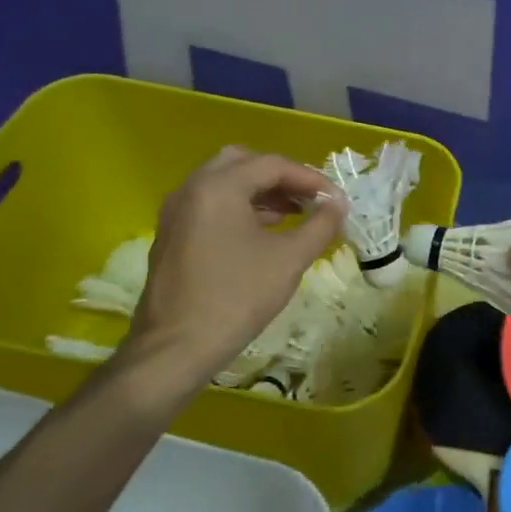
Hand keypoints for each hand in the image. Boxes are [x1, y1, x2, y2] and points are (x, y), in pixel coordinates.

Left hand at [120, 147, 346, 390]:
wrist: (176, 348)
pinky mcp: (172, 235)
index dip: (311, 178)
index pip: (273, 165)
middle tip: (310, 199)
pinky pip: (210, 204)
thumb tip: (338, 205)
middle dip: (281, 177)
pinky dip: (240, 207)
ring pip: (224, 183)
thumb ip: (320, 225)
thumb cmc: (237, 298)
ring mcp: (176, 212)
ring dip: (261, 191)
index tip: (336, 200)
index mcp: (218, 187)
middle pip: (243, 163)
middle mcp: (192, 189)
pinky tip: (264, 233)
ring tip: (294, 215)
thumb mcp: (289, 260)